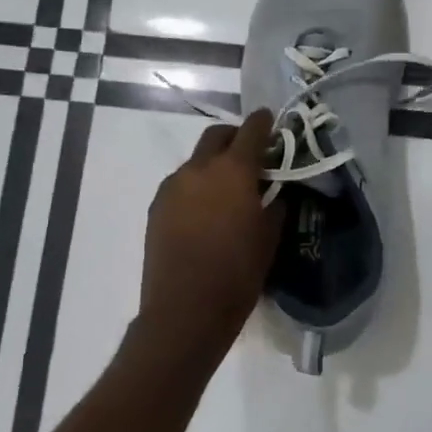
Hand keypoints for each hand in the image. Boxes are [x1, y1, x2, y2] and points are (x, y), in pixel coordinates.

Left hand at [139, 112, 282, 359]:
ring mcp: (172, 187)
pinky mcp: (157, 207)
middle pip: (216, 136)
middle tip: (251, 156)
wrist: (185, 311)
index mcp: (233, 171)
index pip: (251, 130)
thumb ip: (274, 206)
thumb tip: (275, 193)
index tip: (271, 120)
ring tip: (227, 191)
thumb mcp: (269, 238)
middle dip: (234, 138)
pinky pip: (181, 185)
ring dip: (213, 165)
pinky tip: (205, 213)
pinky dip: (196, 187)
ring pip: (196, 161)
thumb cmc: (237, 274)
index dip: (264, 122)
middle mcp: (199, 169)